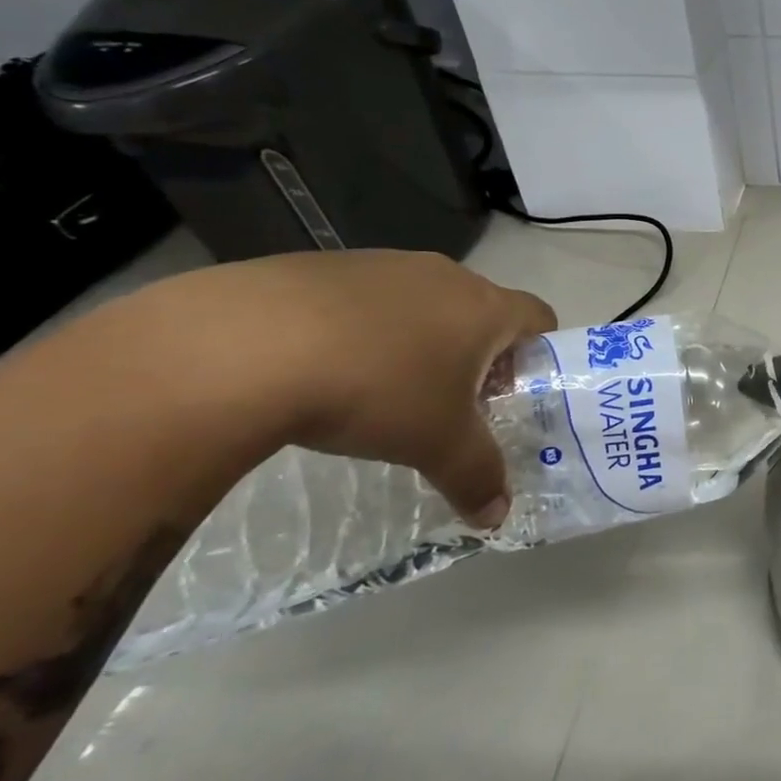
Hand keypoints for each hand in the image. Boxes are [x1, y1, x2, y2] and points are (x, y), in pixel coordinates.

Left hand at [124, 251, 555, 528]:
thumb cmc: (374, 390)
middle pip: (479, 311)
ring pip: (420, 304)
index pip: (539, 317)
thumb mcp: (435, 445)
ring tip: (375, 390)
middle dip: (472, 355)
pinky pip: (361, 300)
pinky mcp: (320, 266)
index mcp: (485, 307)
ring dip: (414, 341)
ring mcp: (382, 265)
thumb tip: (497, 516)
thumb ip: (476, 476)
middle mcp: (444, 275)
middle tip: (444, 403)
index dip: (536, 355)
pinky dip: (357, 331)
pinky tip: (319, 370)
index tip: (508, 394)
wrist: (240, 346)